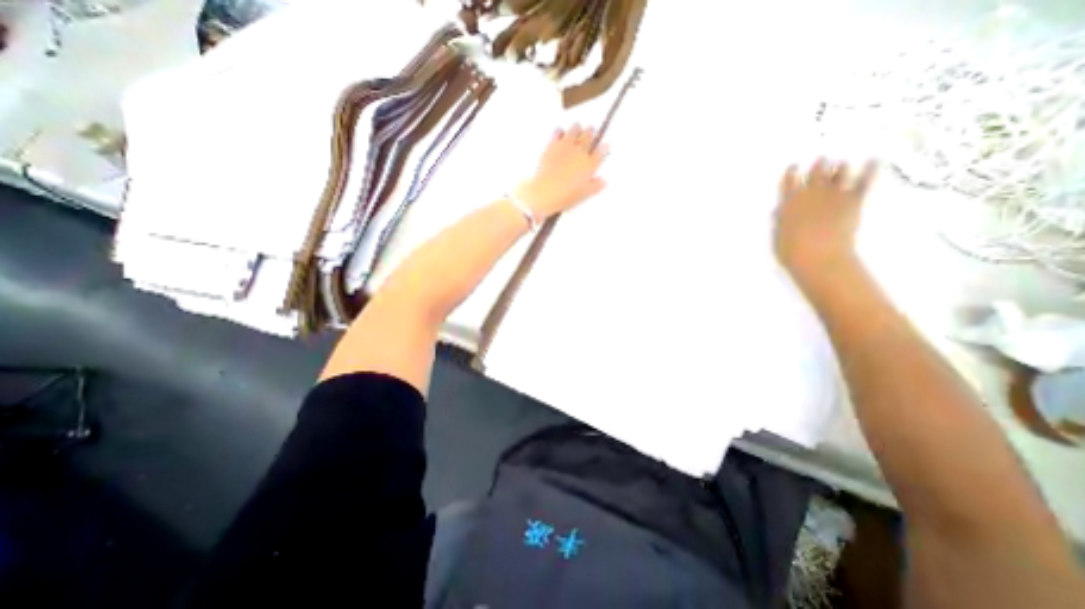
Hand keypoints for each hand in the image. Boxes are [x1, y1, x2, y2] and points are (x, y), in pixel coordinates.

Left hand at [516, 123, 608, 220]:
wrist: (546, 192)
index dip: (604, 148)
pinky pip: (557, 133)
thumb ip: (595, 186)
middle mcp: (579, 152)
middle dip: (592, 132)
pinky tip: (560, 131)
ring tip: (578, 126)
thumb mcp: (584, 194)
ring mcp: (566, 147)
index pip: (601, 152)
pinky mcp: (552, 146)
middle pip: (588, 137)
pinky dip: (560, 131)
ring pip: (574, 131)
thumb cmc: (566, 195)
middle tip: (592, 128)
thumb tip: (603, 181)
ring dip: (577, 128)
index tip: (605, 145)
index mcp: (590, 164)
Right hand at [775, 158, 875, 279]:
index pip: (789, 182)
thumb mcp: (778, 235)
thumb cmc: (791, 250)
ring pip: (838, 173)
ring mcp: (833, 196)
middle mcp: (810, 194)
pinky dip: (869, 169)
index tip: (794, 166)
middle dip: (818, 165)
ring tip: (841, 163)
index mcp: (789, 202)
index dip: (792, 173)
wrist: (818, 256)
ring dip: (839, 167)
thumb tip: (780, 209)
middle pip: (815, 173)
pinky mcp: (853, 201)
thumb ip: (780, 219)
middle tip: (822, 159)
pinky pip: (863, 181)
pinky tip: (874, 160)